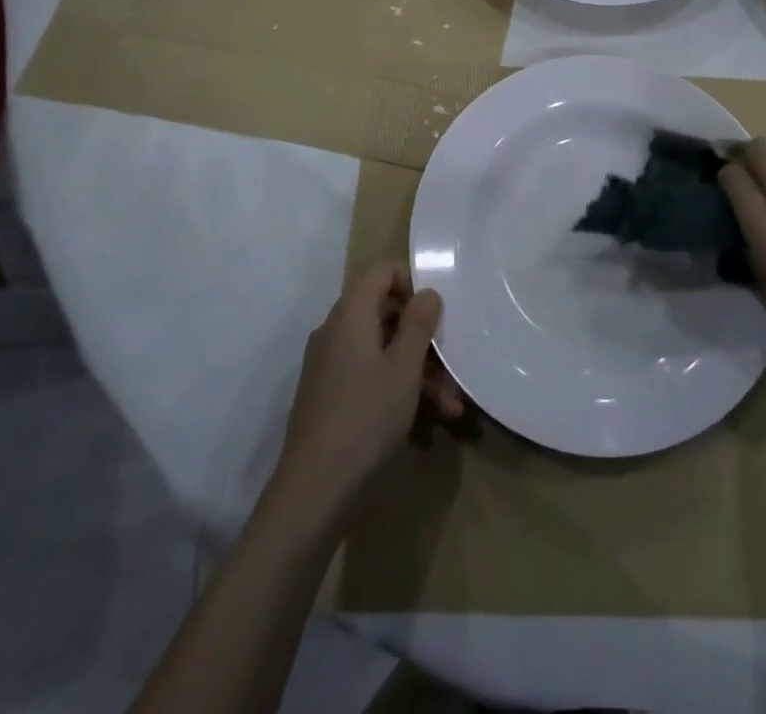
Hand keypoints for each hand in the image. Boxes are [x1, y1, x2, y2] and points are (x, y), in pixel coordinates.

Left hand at [272, 263, 463, 530]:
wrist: (313, 494)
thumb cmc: (366, 418)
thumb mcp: (404, 367)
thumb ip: (419, 323)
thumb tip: (427, 292)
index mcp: (350, 315)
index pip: (382, 271)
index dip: (412, 283)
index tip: (435, 315)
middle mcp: (335, 332)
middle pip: (386, 314)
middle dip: (424, 340)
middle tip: (452, 368)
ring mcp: (329, 367)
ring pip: (383, 352)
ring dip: (419, 373)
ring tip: (451, 408)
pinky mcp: (329, 398)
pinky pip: (370, 378)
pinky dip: (398, 391)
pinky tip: (427, 425)